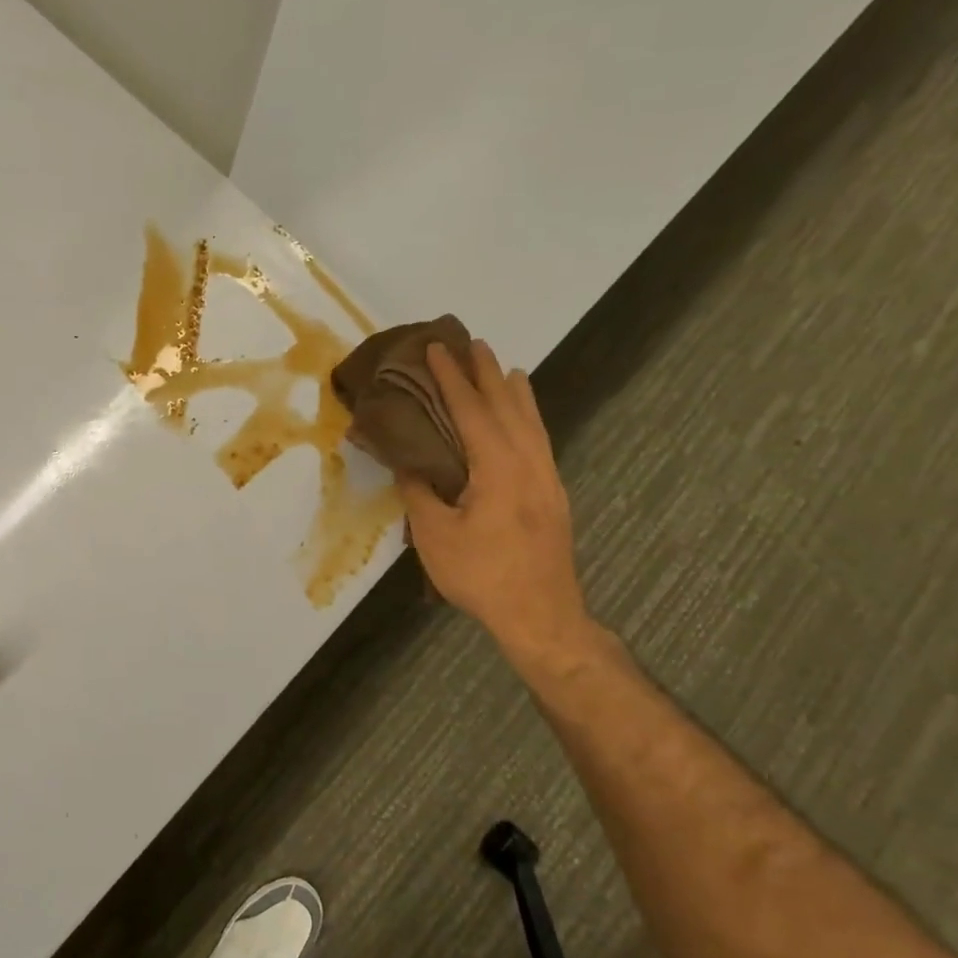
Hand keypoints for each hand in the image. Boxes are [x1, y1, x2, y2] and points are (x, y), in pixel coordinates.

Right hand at [399, 341, 595, 670]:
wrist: (541, 614)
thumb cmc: (482, 575)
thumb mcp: (435, 535)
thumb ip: (419, 492)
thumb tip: (404, 462)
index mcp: (498, 468)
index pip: (471, 410)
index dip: (452, 378)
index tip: (437, 348)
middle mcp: (529, 462)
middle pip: (507, 406)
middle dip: (487, 373)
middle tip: (472, 342)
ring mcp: (547, 478)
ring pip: (531, 421)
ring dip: (513, 391)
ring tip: (503, 367)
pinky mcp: (553, 494)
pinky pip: (540, 440)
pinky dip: (529, 417)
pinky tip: (524, 419)